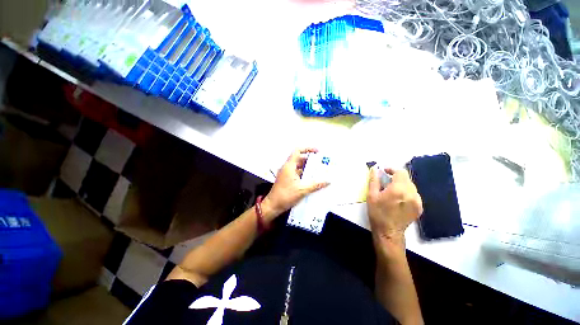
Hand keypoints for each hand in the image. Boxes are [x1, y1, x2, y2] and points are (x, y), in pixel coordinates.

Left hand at [264, 148, 329, 217]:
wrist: (273, 206)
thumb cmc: (285, 196)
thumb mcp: (302, 190)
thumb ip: (315, 185)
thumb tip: (327, 181)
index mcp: (289, 166)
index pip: (297, 151)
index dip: (307, 149)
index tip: (317, 152)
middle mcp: (287, 168)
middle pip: (299, 159)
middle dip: (310, 160)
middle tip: (321, 163)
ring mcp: (286, 174)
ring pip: (299, 167)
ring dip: (308, 168)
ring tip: (319, 171)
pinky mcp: (287, 179)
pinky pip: (297, 173)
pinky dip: (304, 174)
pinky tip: (312, 179)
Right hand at [367, 168, 422, 254]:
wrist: (388, 232)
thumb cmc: (377, 213)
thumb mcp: (371, 196)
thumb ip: (374, 180)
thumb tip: (374, 169)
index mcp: (398, 189)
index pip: (400, 172)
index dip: (392, 169)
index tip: (384, 172)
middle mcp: (411, 193)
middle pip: (406, 178)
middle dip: (396, 178)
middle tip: (386, 183)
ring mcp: (418, 201)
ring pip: (411, 186)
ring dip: (401, 185)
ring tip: (392, 192)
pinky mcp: (420, 207)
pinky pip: (414, 194)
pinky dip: (407, 192)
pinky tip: (399, 199)